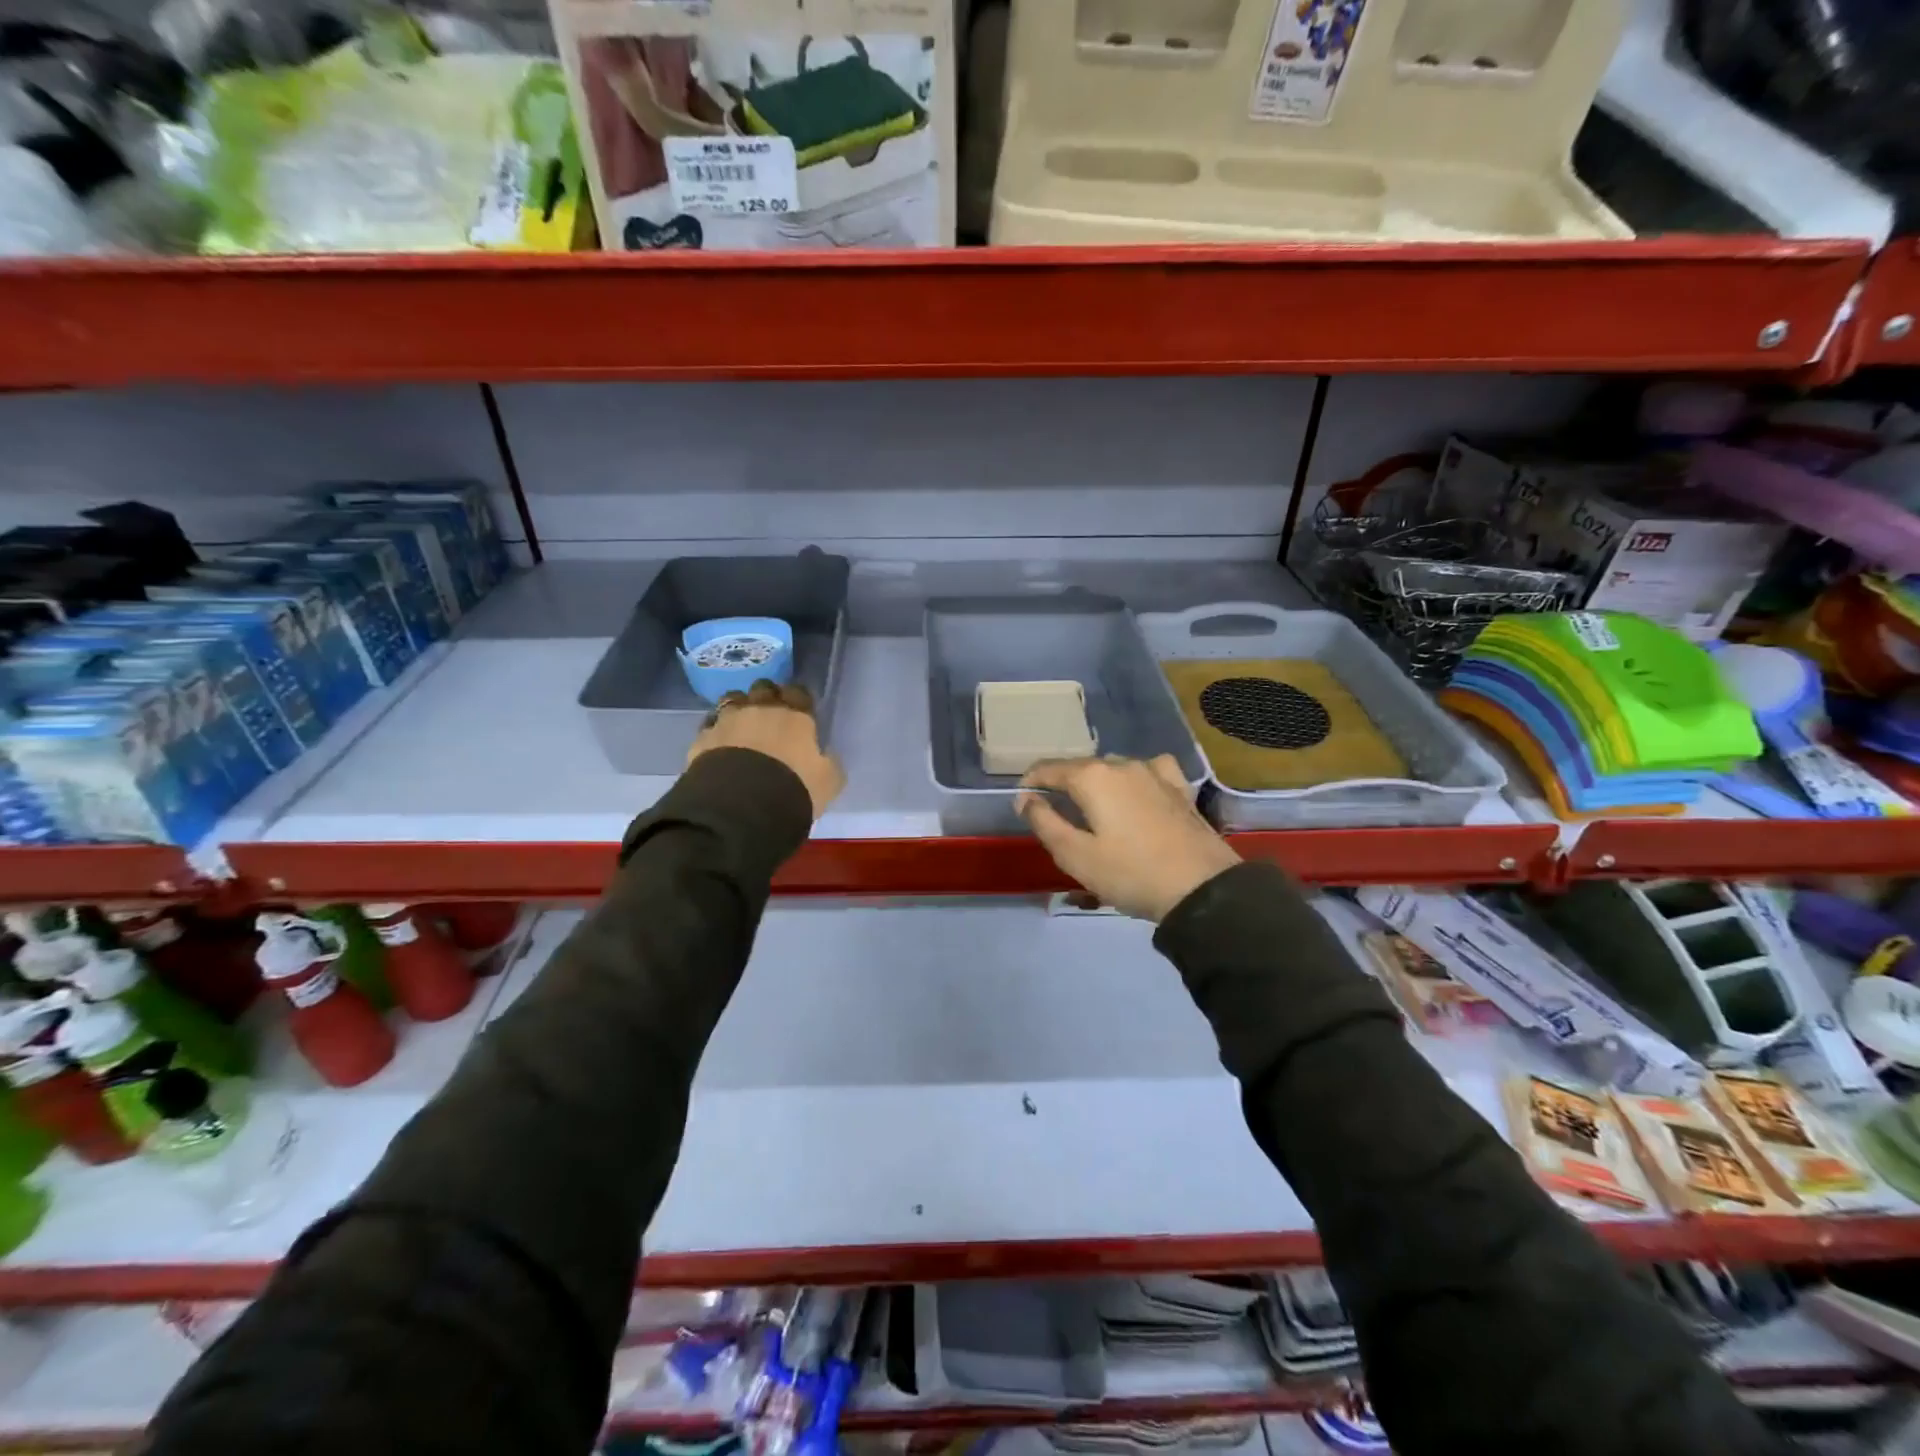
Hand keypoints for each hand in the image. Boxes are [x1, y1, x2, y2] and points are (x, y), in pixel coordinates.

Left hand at [686, 680, 845, 818]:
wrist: (742, 805)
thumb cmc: (794, 789)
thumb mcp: (829, 782)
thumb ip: (829, 763)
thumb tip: (825, 756)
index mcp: (795, 715)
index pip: (798, 692)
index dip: (798, 698)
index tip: (799, 710)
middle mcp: (761, 708)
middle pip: (763, 687)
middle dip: (767, 696)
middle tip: (770, 715)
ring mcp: (728, 720)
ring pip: (732, 698)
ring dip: (738, 707)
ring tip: (741, 725)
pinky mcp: (703, 737)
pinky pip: (710, 724)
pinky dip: (716, 729)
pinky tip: (718, 742)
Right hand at [1016, 755, 1240, 921]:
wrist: (1202, 888)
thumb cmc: (1130, 873)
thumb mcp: (1075, 856)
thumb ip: (1044, 822)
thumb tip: (1025, 797)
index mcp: (1092, 777)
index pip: (1048, 769)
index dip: (1030, 782)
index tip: (1022, 801)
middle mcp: (1122, 764)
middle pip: (1081, 766)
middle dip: (1063, 784)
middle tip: (1055, 813)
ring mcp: (1155, 772)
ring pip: (1114, 767)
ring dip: (1097, 782)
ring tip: (1093, 808)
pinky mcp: (1179, 788)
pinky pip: (1148, 771)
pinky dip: (1134, 779)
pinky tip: (1138, 792)